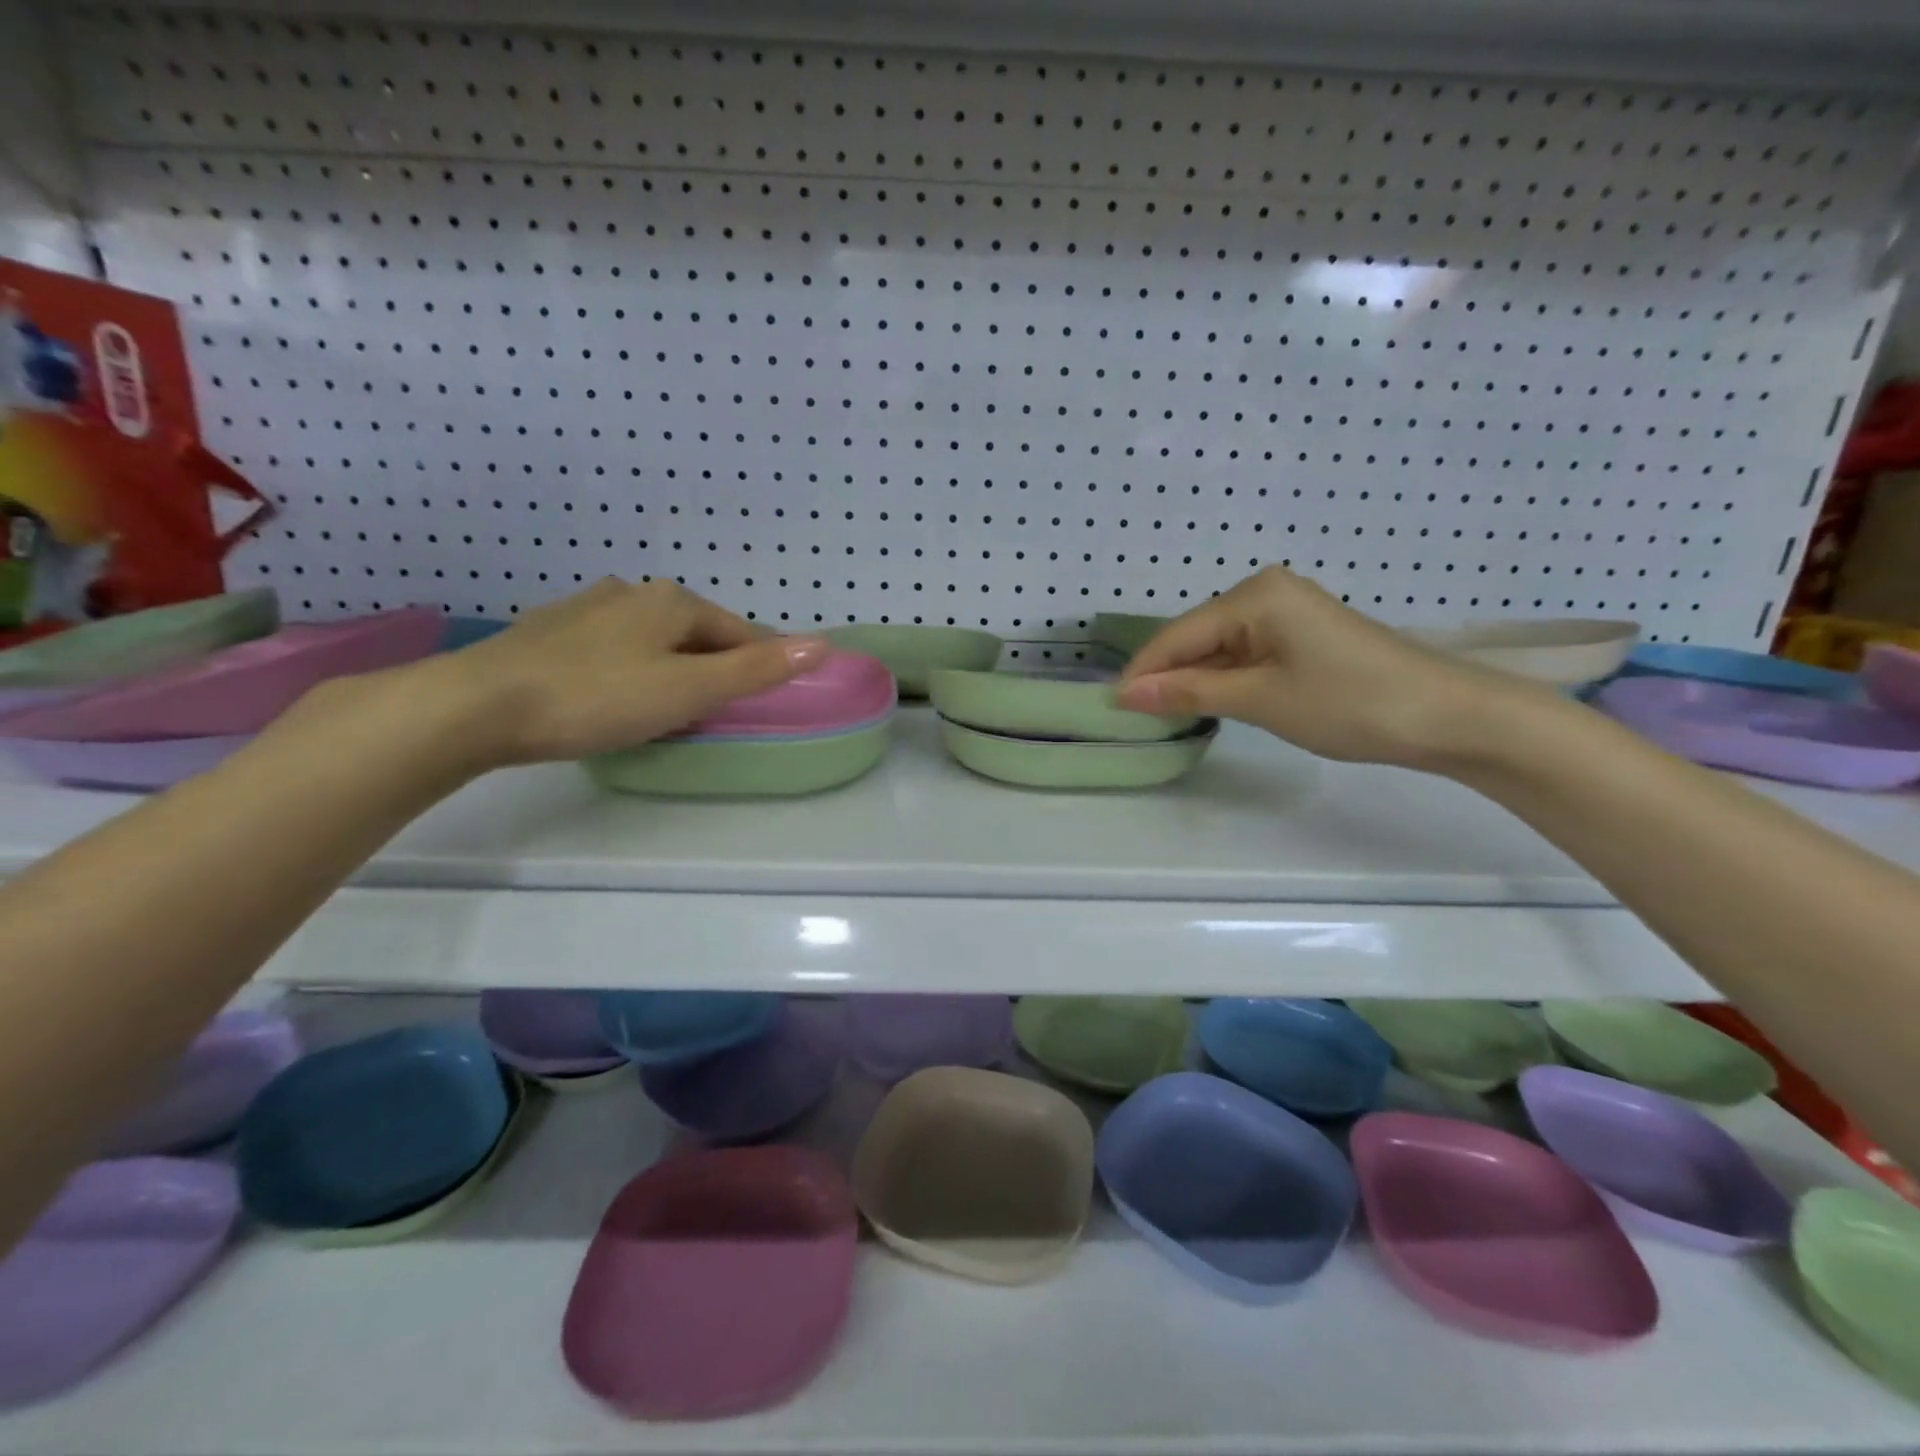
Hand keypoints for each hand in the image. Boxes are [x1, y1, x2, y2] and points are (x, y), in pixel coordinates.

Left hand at [422, 579, 827, 765]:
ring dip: (672, 665)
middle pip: (697, 631)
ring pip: (652, 637)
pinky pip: (613, 647)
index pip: (741, 631)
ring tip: (669, 706)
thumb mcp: (689, 690)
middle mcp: (632, 592)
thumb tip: (821, 644)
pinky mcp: (549, 631)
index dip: (763, 663)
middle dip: (715, 665)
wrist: (478, 706)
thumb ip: (756, 670)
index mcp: (673, 601)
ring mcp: (586, 608)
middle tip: (718, 711)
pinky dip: (630, 667)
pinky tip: (614, 693)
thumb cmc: (598, 697)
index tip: (769, 697)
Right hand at [1114, 566, 1519, 766]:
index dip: (1144, 672)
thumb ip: (1189, 693)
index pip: (1179, 634)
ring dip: (1195, 680)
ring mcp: (1287, 612)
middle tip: (1135, 718)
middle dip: (1167, 676)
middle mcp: (1266, 591)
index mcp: (1255, 594)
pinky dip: (1225, 679)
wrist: (1447, 716)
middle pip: (1197, 637)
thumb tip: (1125, 694)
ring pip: (1219, 648)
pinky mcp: (1302, 635)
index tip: (1110, 706)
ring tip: (1164, 716)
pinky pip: (1246, 653)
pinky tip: (1211, 702)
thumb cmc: (1348, 702)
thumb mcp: (1260, 699)